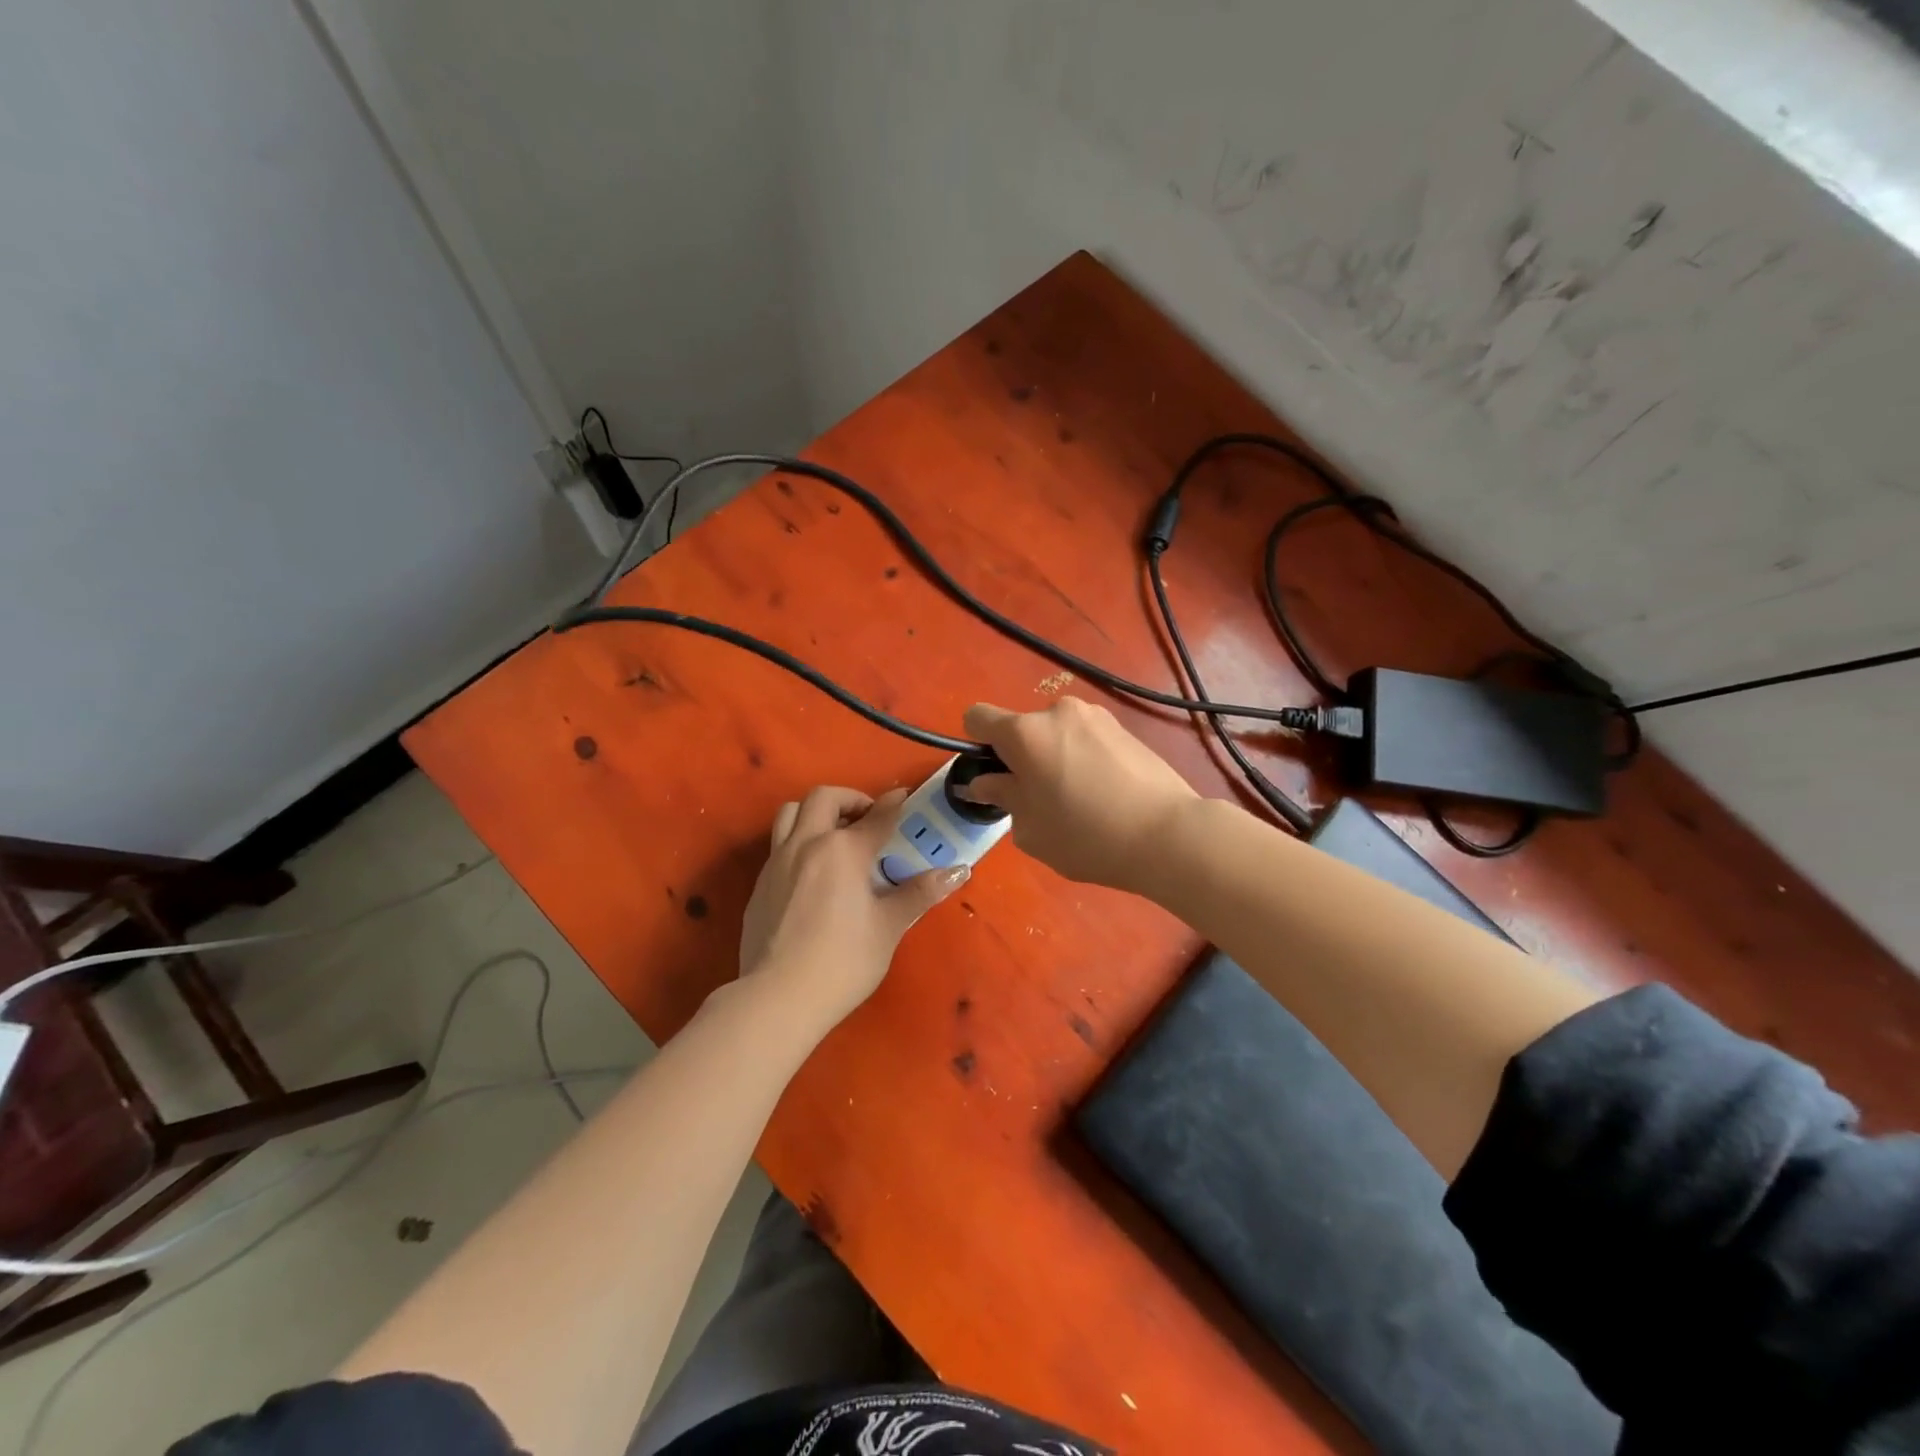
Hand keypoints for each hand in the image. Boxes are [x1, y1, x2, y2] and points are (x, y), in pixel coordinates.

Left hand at [738, 784, 968, 1027]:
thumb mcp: (889, 926)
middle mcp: (807, 844)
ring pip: (792, 812)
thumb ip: (920, 892)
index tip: (904, 797)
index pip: (876, 816)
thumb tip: (958, 870)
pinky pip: (779, 844)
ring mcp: (777, 862)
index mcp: (843, 850)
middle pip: (824, 798)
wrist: (778, 997)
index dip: (894, 804)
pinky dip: (799, 841)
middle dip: (850, 799)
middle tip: (868, 819)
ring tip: (835, 834)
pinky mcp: (760, 884)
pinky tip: (813, 873)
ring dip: (816, 812)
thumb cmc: (844, 961)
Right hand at [959, 699, 1198, 890]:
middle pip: (1021, 729)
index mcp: (1025, 732)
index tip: (995, 777)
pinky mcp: (1124, 728)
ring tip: (1079, 800)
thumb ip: (1002, 796)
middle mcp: (1057, 712)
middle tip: (1040, 801)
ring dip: (1054, 758)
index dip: (976, 745)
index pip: (977, 717)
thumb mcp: (1029, 828)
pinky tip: (1105, 795)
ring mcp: (1095, 716)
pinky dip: (1083, 759)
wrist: (1168, 834)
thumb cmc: (1086, 836)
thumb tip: (985, 782)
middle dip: (1021, 758)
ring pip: (1056, 734)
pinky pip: (1086, 739)